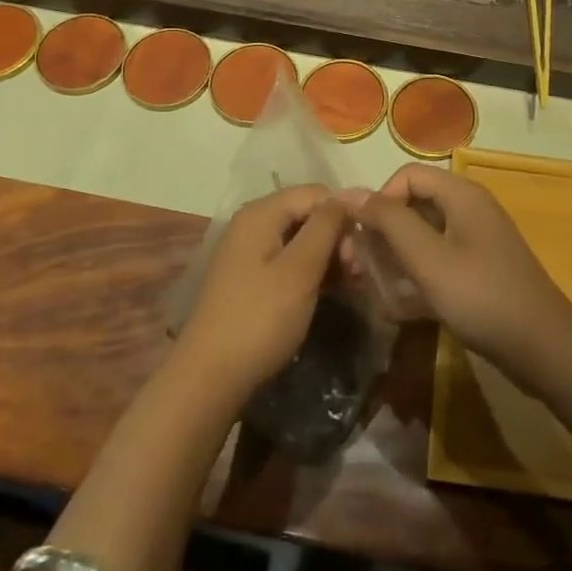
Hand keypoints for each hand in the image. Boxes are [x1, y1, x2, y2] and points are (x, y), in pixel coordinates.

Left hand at [177, 185, 344, 401]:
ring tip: (350, 284)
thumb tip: (349, 195)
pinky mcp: (250, 278)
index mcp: (261, 213)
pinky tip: (330, 290)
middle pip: (307, 213)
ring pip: (300, 238)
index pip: (316, 193)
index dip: (343, 214)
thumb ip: (326, 226)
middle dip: (337, 237)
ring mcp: (248, 252)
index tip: (361, 250)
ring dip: (328, 256)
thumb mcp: (300, 269)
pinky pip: (288, 260)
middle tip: (357, 273)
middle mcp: (252, 224)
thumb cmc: (260, 317)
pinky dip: (311, 271)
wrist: (210, 377)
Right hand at [349, 164, 571, 380]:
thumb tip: (350, 193)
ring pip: (423, 237)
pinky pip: (438, 261)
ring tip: (378, 291)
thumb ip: (389, 222)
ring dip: (396, 260)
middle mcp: (469, 209)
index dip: (380, 200)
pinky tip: (401, 308)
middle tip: (360, 270)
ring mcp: (476, 241)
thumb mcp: (428, 258)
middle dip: (383, 235)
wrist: (543, 348)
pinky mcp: (479, 270)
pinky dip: (417, 277)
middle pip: (414, 205)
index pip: (407, 176)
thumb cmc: (482, 296)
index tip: (365, 238)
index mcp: (461, 194)